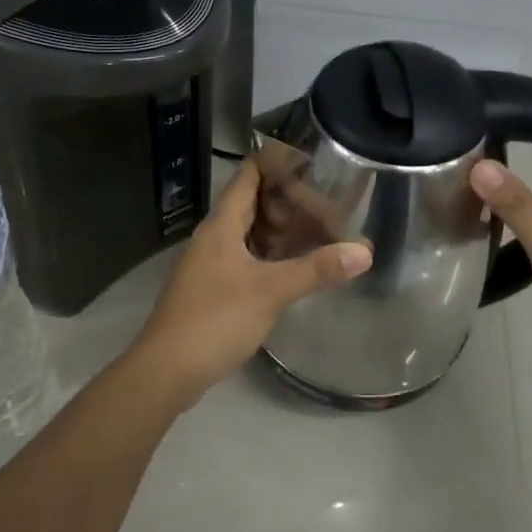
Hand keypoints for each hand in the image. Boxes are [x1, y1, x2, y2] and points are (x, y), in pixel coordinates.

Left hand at [132, 158, 371, 403]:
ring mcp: (210, 265)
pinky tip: (294, 268)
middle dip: (288, 200)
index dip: (277, 163)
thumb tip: (365, 251)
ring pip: (249, 235)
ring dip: (280, 231)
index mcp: (221, 225)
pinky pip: (246, 260)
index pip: (248, 176)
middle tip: (328, 200)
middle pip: (251, 205)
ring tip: (320, 229)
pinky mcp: (213, 291)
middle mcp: (213, 238)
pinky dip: (271, 257)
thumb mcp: (270, 291)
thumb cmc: (215, 319)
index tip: (313, 161)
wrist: (166, 370)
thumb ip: (316, 269)